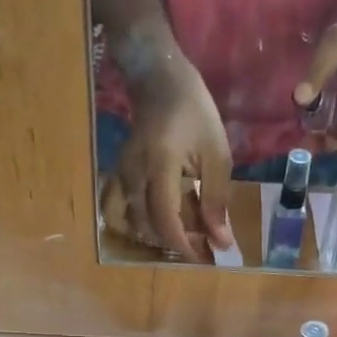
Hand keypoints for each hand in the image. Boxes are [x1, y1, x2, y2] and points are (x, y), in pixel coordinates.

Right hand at [114, 58, 234, 258]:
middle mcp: (134, 174)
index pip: (165, 218)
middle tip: (200, 245)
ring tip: (178, 234)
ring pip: (129, 222)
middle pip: (147, 226)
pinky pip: (116, 210)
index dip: (184, 244)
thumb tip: (220, 241)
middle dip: (174, 242)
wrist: (158, 79)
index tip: (204, 257)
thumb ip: (217, 200)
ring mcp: (121, 175)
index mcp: (161, 165)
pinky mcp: (117, 175)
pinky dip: (133, 225)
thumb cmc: (194, 111)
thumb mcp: (216, 153)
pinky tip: (152, 225)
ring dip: (153, 236)